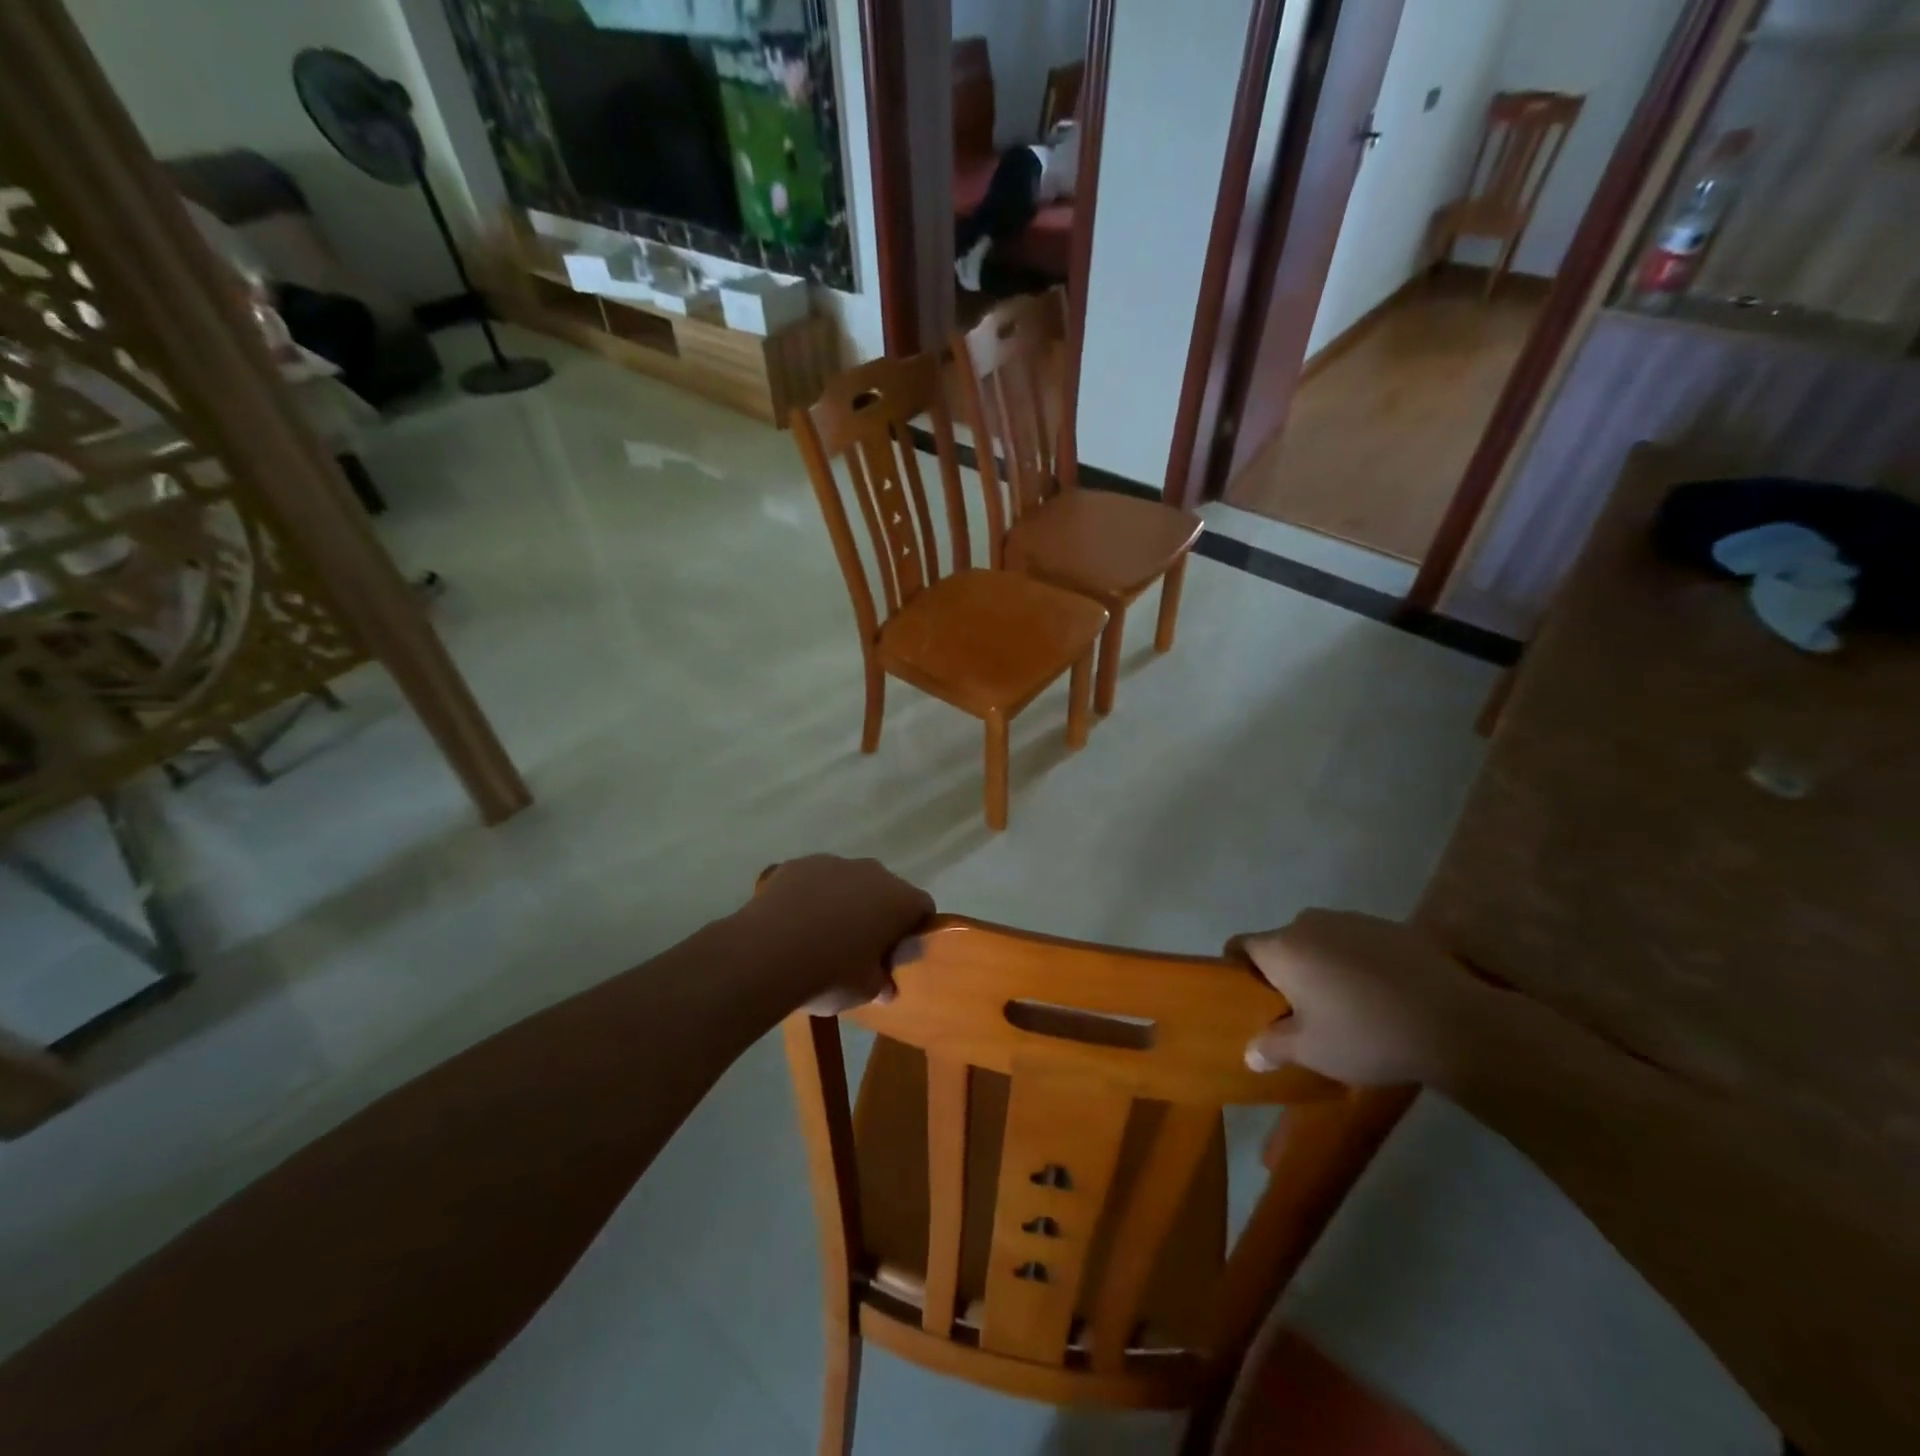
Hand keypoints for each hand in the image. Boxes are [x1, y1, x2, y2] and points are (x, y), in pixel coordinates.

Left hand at [747, 856, 934, 1013]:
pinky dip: (810, 896)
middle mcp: (872, 872)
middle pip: (885, 890)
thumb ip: (881, 983)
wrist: (766, 953)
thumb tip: (886, 987)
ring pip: (848, 881)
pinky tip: (793, 922)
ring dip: (843, 901)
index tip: (896, 952)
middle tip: (859, 946)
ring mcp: (833, 862)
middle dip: (877, 912)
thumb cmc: (830, 973)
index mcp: (898, 899)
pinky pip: (814, 880)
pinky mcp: (798, 864)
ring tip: (820, 935)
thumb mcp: (864, 991)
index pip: (922, 907)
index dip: (913, 929)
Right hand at [1230, 910, 1486, 1086]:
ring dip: (1322, 965)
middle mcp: (1309, 923)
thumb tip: (1250, 1053)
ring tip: (1345, 1004)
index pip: (1240, 946)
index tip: (1252, 1000)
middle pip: (1282, 944)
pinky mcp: (1390, 927)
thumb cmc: (1366, 1035)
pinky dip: (1357, 962)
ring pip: (1320, 941)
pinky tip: (1381, 995)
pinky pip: (1356, 942)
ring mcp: (1352, 920)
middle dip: (1285, 972)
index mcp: (1283, 947)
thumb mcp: (1312, 1051)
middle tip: (1300, 1011)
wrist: (1455, 1022)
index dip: (1238, 971)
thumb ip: (1273, 1047)